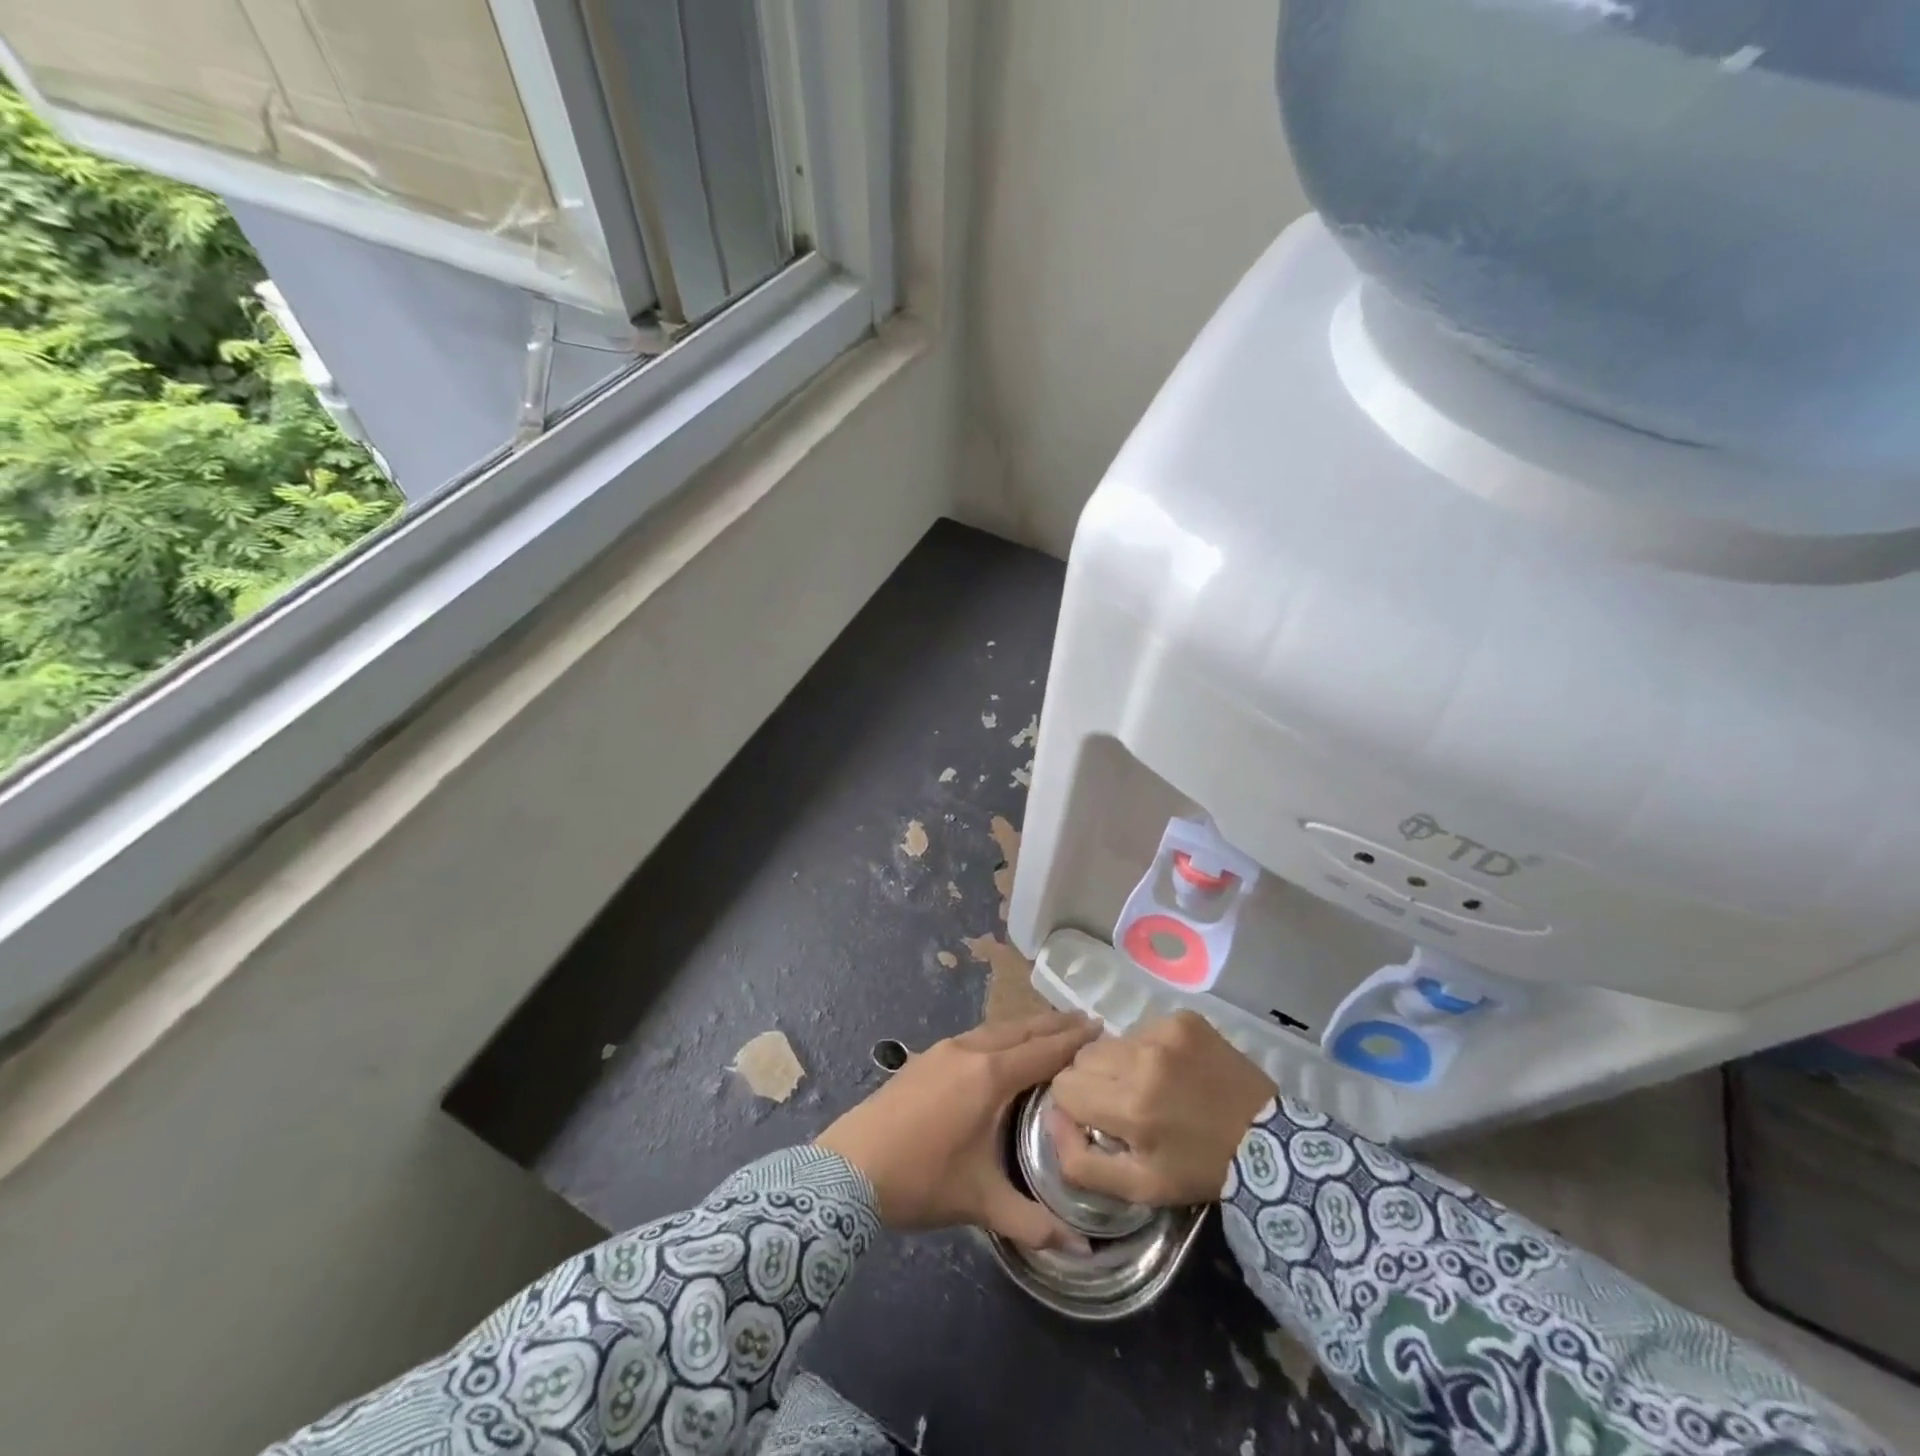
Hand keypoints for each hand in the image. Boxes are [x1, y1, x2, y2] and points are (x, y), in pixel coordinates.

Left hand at [816, 1011, 1100, 1250]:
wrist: (848, 1167)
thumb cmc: (921, 1180)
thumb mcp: (982, 1204)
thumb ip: (1034, 1223)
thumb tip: (1083, 1252)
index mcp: (990, 1077)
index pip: (1043, 1051)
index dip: (1074, 1041)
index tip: (1102, 1026)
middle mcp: (970, 1051)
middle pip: (1021, 1030)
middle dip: (1055, 1025)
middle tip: (1087, 1018)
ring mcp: (943, 1050)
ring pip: (995, 1029)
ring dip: (1025, 1026)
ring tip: (1049, 1027)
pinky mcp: (925, 1057)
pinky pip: (975, 1035)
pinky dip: (1000, 1034)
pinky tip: (1000, 1045)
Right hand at [1045, 1011, 1275, 1206]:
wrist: (1269, 1143)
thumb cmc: (1199, 1168)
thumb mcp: (1139, 1188)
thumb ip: (1081, 1163)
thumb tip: (1052, 1119)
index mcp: (1130, 1106)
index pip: (1064, 1086)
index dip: (1077, 1106)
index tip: (1100, 1119)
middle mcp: (1142, 1059)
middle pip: (1083, 1058)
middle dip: (1095, 1082)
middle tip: (1125, 1103)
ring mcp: (1165, 1031)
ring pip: (1111, 1041)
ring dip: (1121, 1063)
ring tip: (1152, 1085)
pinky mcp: (1184, 1018)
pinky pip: (1142, 1027)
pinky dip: (1148, 1048)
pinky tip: (1173, 1069)